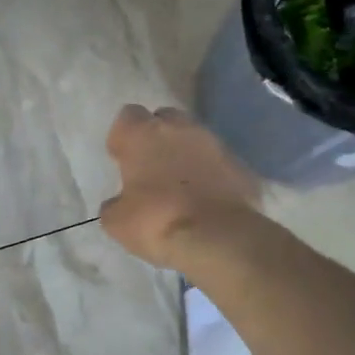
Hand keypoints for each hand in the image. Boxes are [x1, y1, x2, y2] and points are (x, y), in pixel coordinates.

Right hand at [99, 104, 258, 269]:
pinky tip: (205, 197)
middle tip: (151, 166)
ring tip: (180, 184)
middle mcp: (179, 128)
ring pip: (194, 137)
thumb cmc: (158, 221)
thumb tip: (119, 203)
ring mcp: (214, 143)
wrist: (220, 238)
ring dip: (185, 153)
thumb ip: (114, 204)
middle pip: (164, 119)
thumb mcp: (117, 222)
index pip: (128, 116)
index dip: (123, 137)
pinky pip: (218, 162)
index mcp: (143, 134)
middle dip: (156, 137)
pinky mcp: (241, 164)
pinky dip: (210, 173)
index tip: (121, 159)